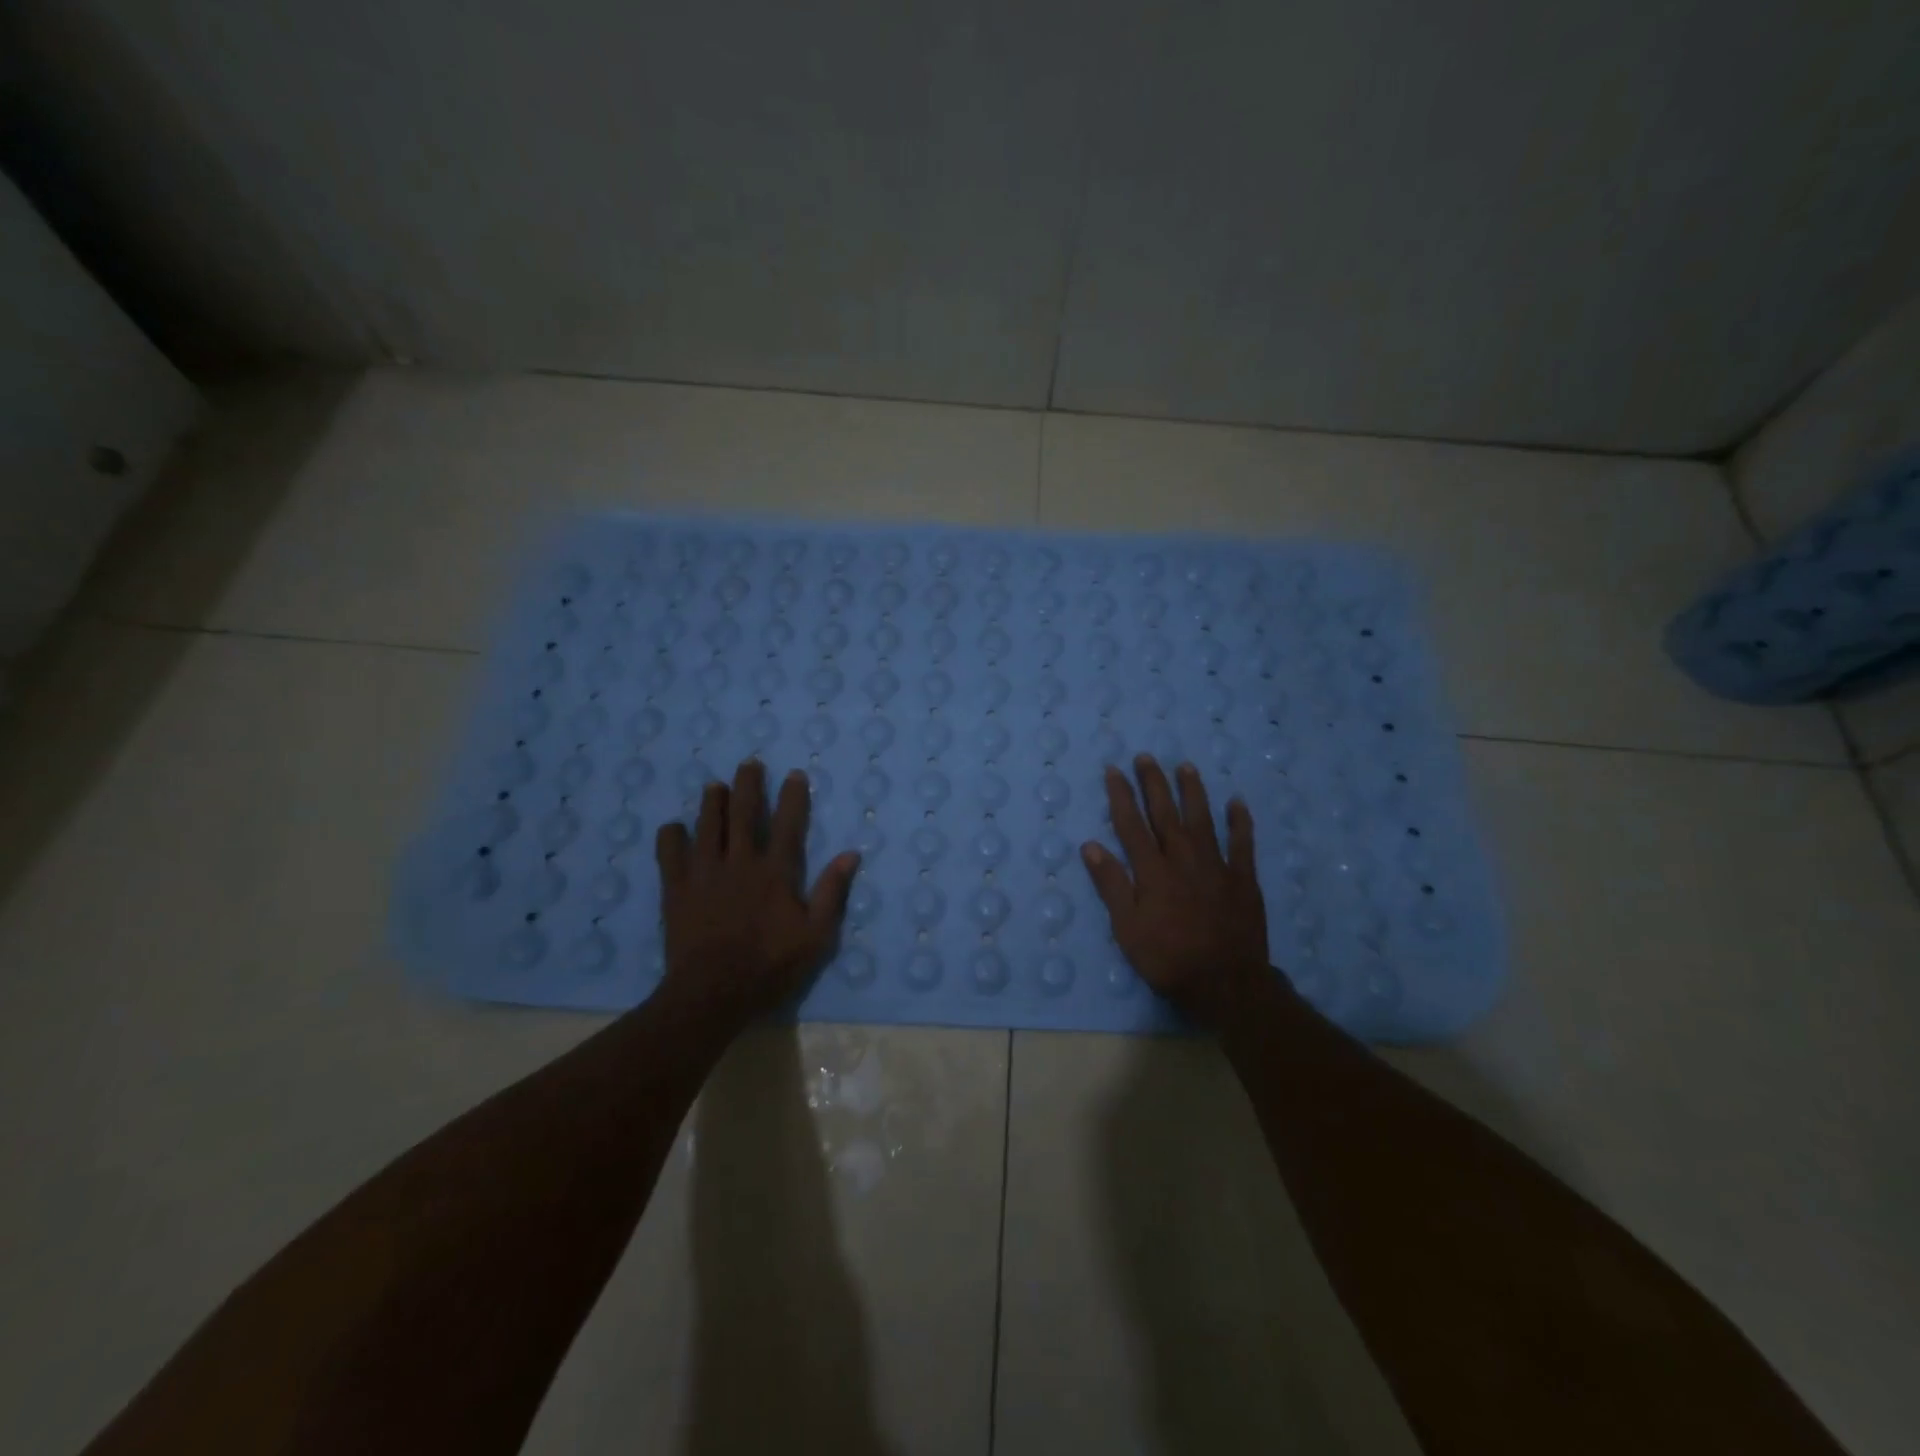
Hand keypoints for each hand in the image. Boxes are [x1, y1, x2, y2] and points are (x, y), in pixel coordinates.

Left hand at [653, 760, 859, 1030]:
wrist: (713, 993)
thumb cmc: (771, 966)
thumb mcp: (816, 936)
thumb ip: (832, 892)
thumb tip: (850, 854)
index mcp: (776, 872)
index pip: (788, 824)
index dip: (793, 796)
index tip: (794, 774)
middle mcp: (740, 862)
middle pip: (744, 813)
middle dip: (749, 785)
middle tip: (749, 763)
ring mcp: (705, 873)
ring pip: (708, 825)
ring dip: (713, 802)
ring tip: (715, 786)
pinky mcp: (676, 889)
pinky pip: (670, 853)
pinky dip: (671, 836)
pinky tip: (674, 828)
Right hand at [1081, 756, 1272, 1026]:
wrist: (1226, 984)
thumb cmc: (1168, 959)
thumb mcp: (1127, 928)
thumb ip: (1111, 884)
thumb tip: (1090, 845)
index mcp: (1152, 871)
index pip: (1131, 824)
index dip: (1121, 795)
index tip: (1113, 770)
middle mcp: (1182, 859)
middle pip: (1165, 814)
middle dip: (1154, 783)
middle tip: (1146, 757)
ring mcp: (1216, 866)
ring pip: (1202, 820)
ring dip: (1193, 791)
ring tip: (1186, 766)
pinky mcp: (1243, 879)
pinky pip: (1243, 844)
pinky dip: (1240, 822)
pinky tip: (1237, 802)